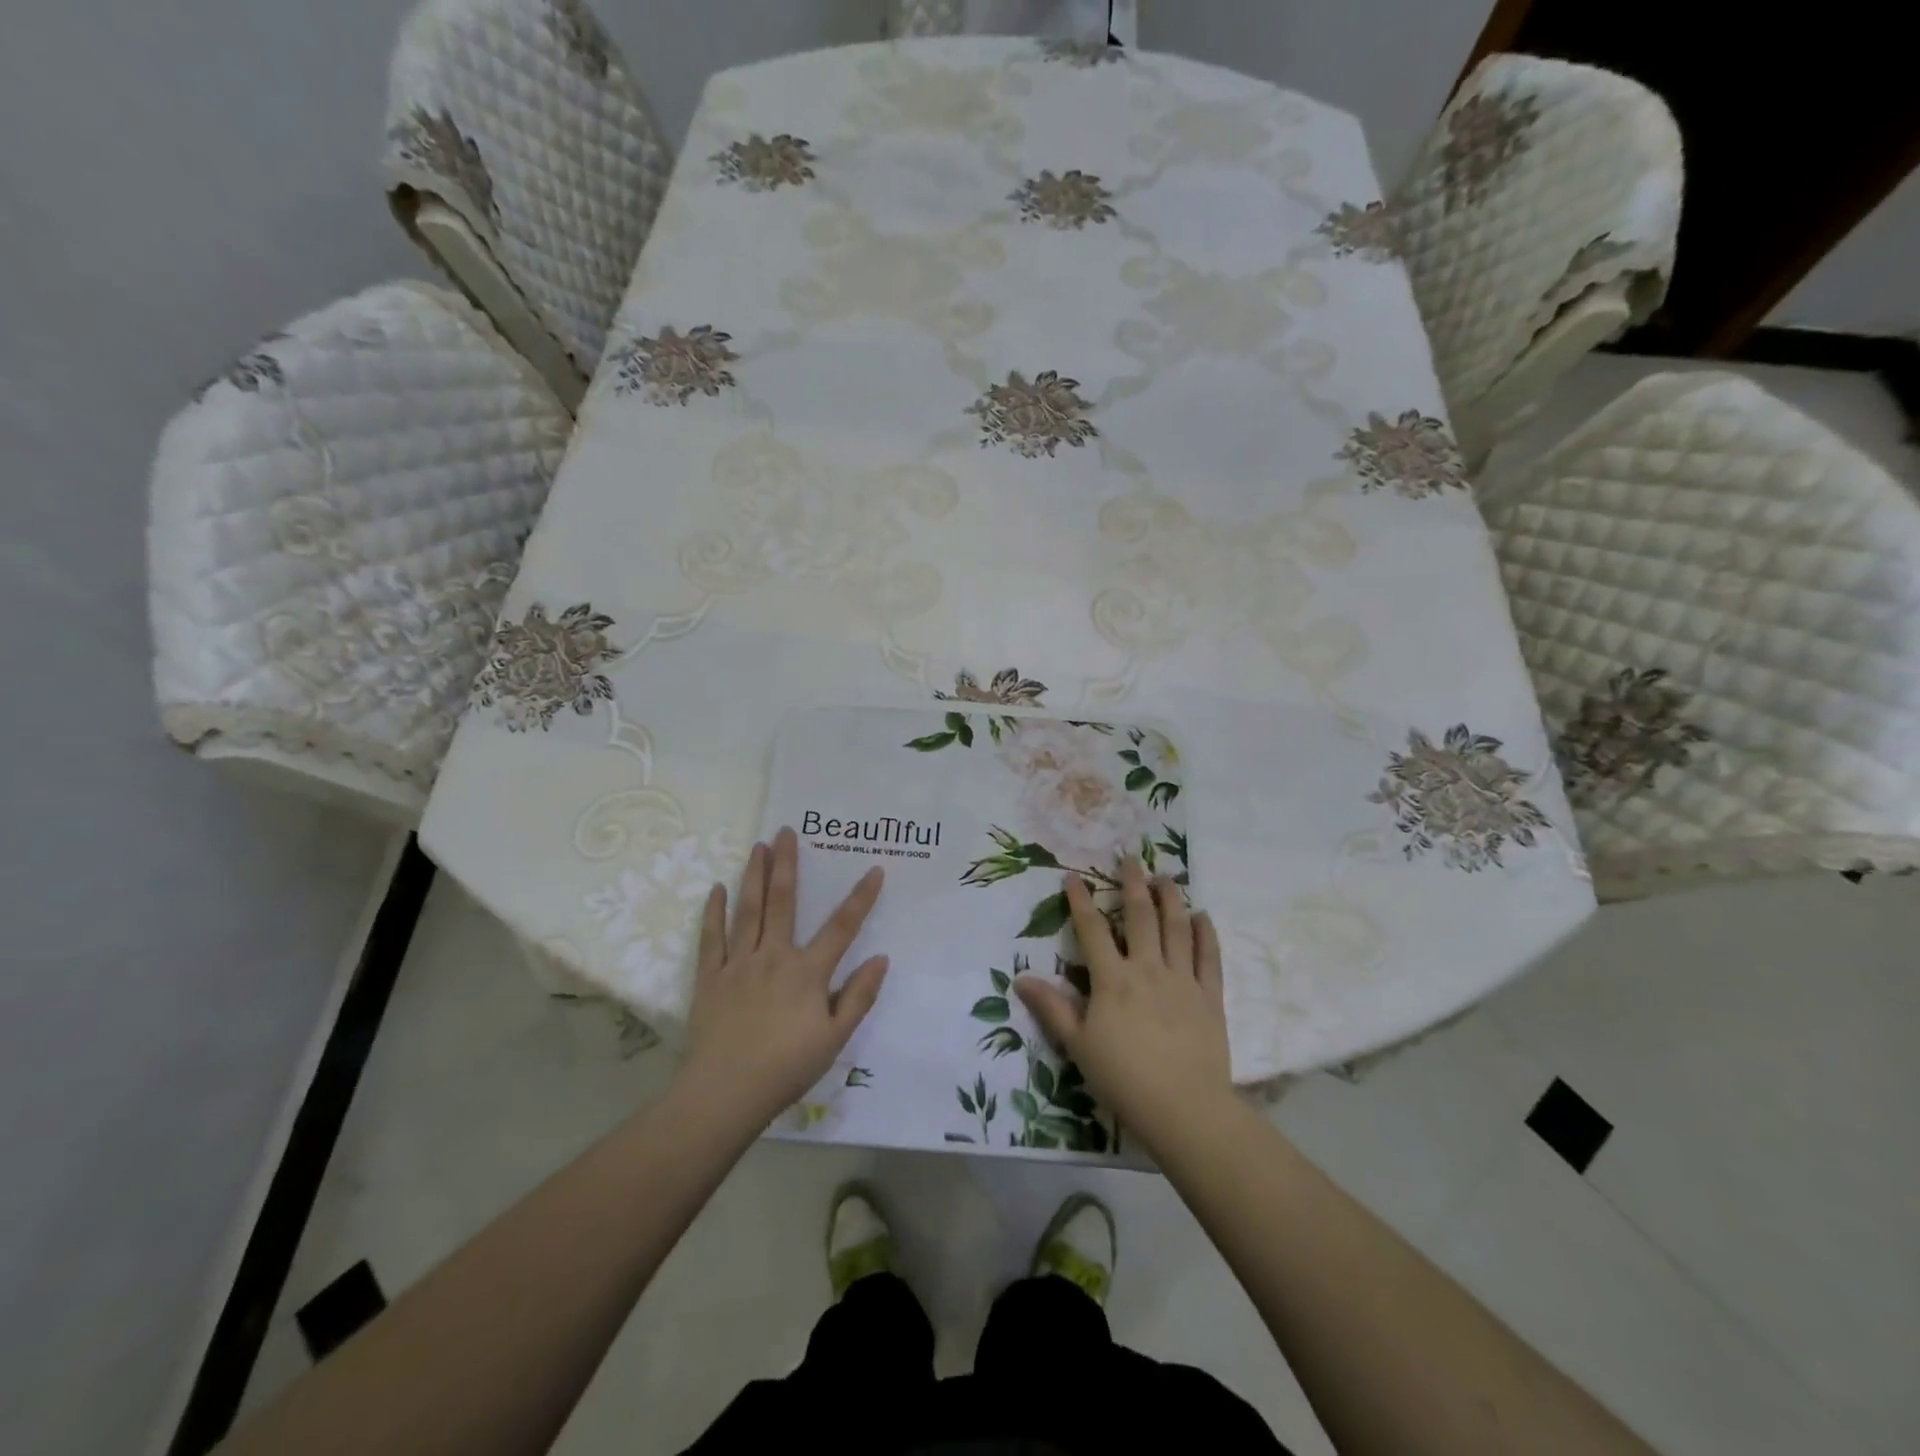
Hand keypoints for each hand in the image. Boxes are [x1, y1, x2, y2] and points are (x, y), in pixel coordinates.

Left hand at [675, 827, 888, 1130]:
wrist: (725, 1093)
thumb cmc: (786, 1068)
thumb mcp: (835, 1039)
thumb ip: (859, 997)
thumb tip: (881, 958)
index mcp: (807, 972)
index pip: (841, 927)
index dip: (860, 898)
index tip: (874, 869)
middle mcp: (773, 957)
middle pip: (783, 903)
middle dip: (787, 864)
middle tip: (787, 831)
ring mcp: (738, 964)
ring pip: (748, 911)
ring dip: (754, 876)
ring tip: (758, 846)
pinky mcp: (710, 978)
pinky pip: (711, 938)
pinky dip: (714, 912)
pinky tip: (717, 889)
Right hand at [1016, 856, 1231, 1157]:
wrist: (1183, 1107)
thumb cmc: (1123, 1078)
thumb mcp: (1077, 1045)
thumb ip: (1052, 1008)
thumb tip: (1020, 978)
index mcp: (1113, 979)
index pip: (1092, 930)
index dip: (1081, 902)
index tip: (1074, 877)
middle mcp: (1148, 969)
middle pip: (1140, 917)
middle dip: (1133, 884)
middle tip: (1131, 858)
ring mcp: (1183, 980)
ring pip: (1177, 928)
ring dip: (1171, 898)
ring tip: (1166, 877)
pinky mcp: (1210, 996)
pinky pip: (1209, 957)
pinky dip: (1205, 933)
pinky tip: (1202, 916)